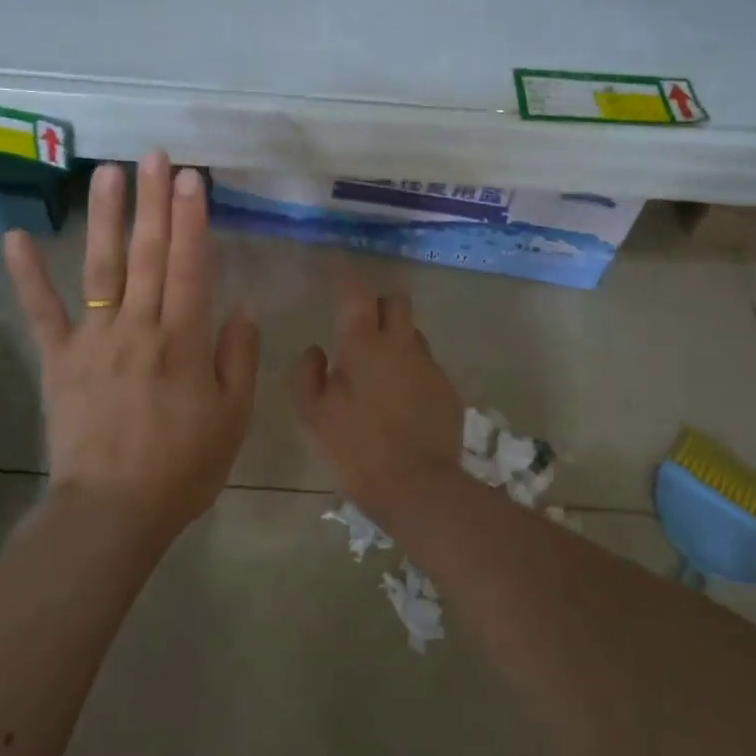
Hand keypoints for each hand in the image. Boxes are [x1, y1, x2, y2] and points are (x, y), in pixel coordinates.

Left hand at [4, 153, 259, 542]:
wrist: (111, 513)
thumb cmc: (182, 466)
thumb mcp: (232, 416)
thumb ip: (238, 357)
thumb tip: (242, 306)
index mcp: (183, 340)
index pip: (190, 266)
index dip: (192, 219)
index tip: (191, 178)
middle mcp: (137, 328)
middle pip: (148, 255)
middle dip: (152, 202)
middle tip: (153, 156)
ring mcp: (93, 341)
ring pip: (101, 269)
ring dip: (105, 218)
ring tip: (105, 173)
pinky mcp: (58, 359)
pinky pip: (41, 313)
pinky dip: (27, 275)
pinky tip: (15, 236)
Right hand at [288, 277, 464, 510]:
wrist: (418, 489)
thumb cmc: (356, 449)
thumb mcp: (314, 415)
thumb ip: (308, 374)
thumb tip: (316, 350)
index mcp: (365, 344)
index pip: (355, 291)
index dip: (343, 274)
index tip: (333, 267)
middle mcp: (402, 344)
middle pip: (396, 301)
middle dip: (378, 303)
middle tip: (360, 325)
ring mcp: (430, 366)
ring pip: (413, 334)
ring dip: (396, 339)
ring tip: (379, 371)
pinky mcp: (448, 390)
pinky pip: (426, 366)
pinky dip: (411, 371)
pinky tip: (400, 401)